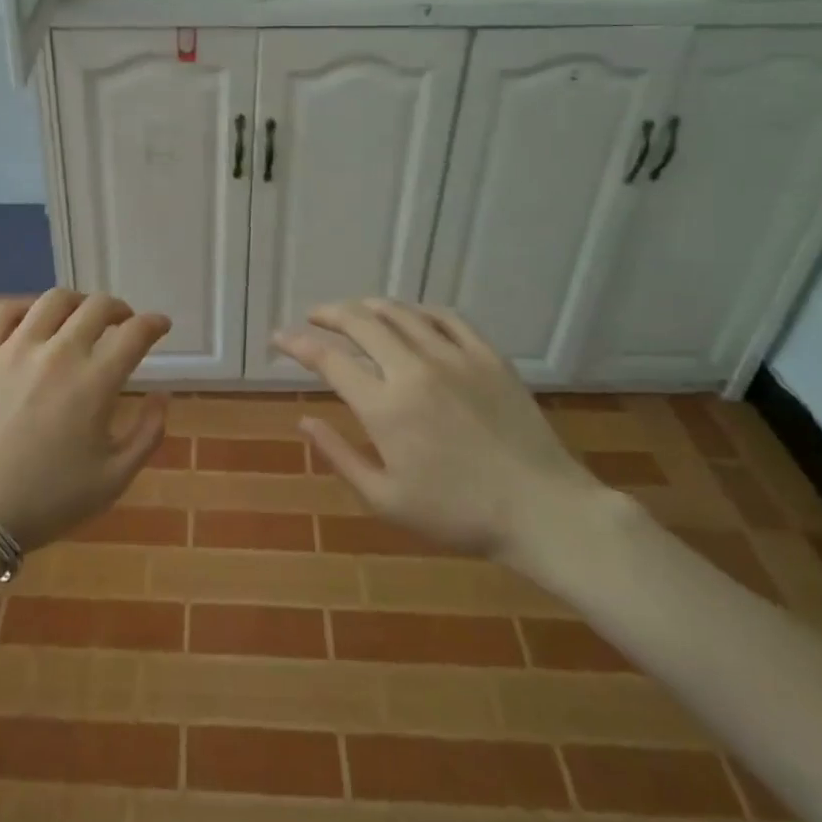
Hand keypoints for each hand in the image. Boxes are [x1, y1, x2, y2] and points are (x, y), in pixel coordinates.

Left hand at [0, 288, 171, 551]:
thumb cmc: (47, 502)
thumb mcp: (113, 479)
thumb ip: (148, 434)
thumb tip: (161, 395)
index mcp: (94, 382)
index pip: (135, 333)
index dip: (154, 323)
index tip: (160, 325)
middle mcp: (57, 353)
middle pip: (97, 307)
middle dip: (119, 309)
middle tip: (122, 322)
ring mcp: (13, 349)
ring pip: (53, 301)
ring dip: (76, 303)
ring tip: (78, 317)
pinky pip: (3, 312)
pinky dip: (25, 310)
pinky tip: (30, 323)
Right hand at [274, 299, 608, 566]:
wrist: (542, 509)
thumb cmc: (458, 514)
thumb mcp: (386, 500)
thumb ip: (340, 457)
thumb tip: (304, 421)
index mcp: (384, 406)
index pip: (329, 359)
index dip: (298, 344)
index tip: (279, 338)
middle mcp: (413, 369)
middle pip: (360, 322)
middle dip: (328, 314)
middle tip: (314, 317)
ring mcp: (453, 356)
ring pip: (400, 312)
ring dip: (369, 307)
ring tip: (354, 312)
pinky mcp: (487, 355)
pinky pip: (446, 317)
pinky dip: (418, 310)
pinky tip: (410, 316)